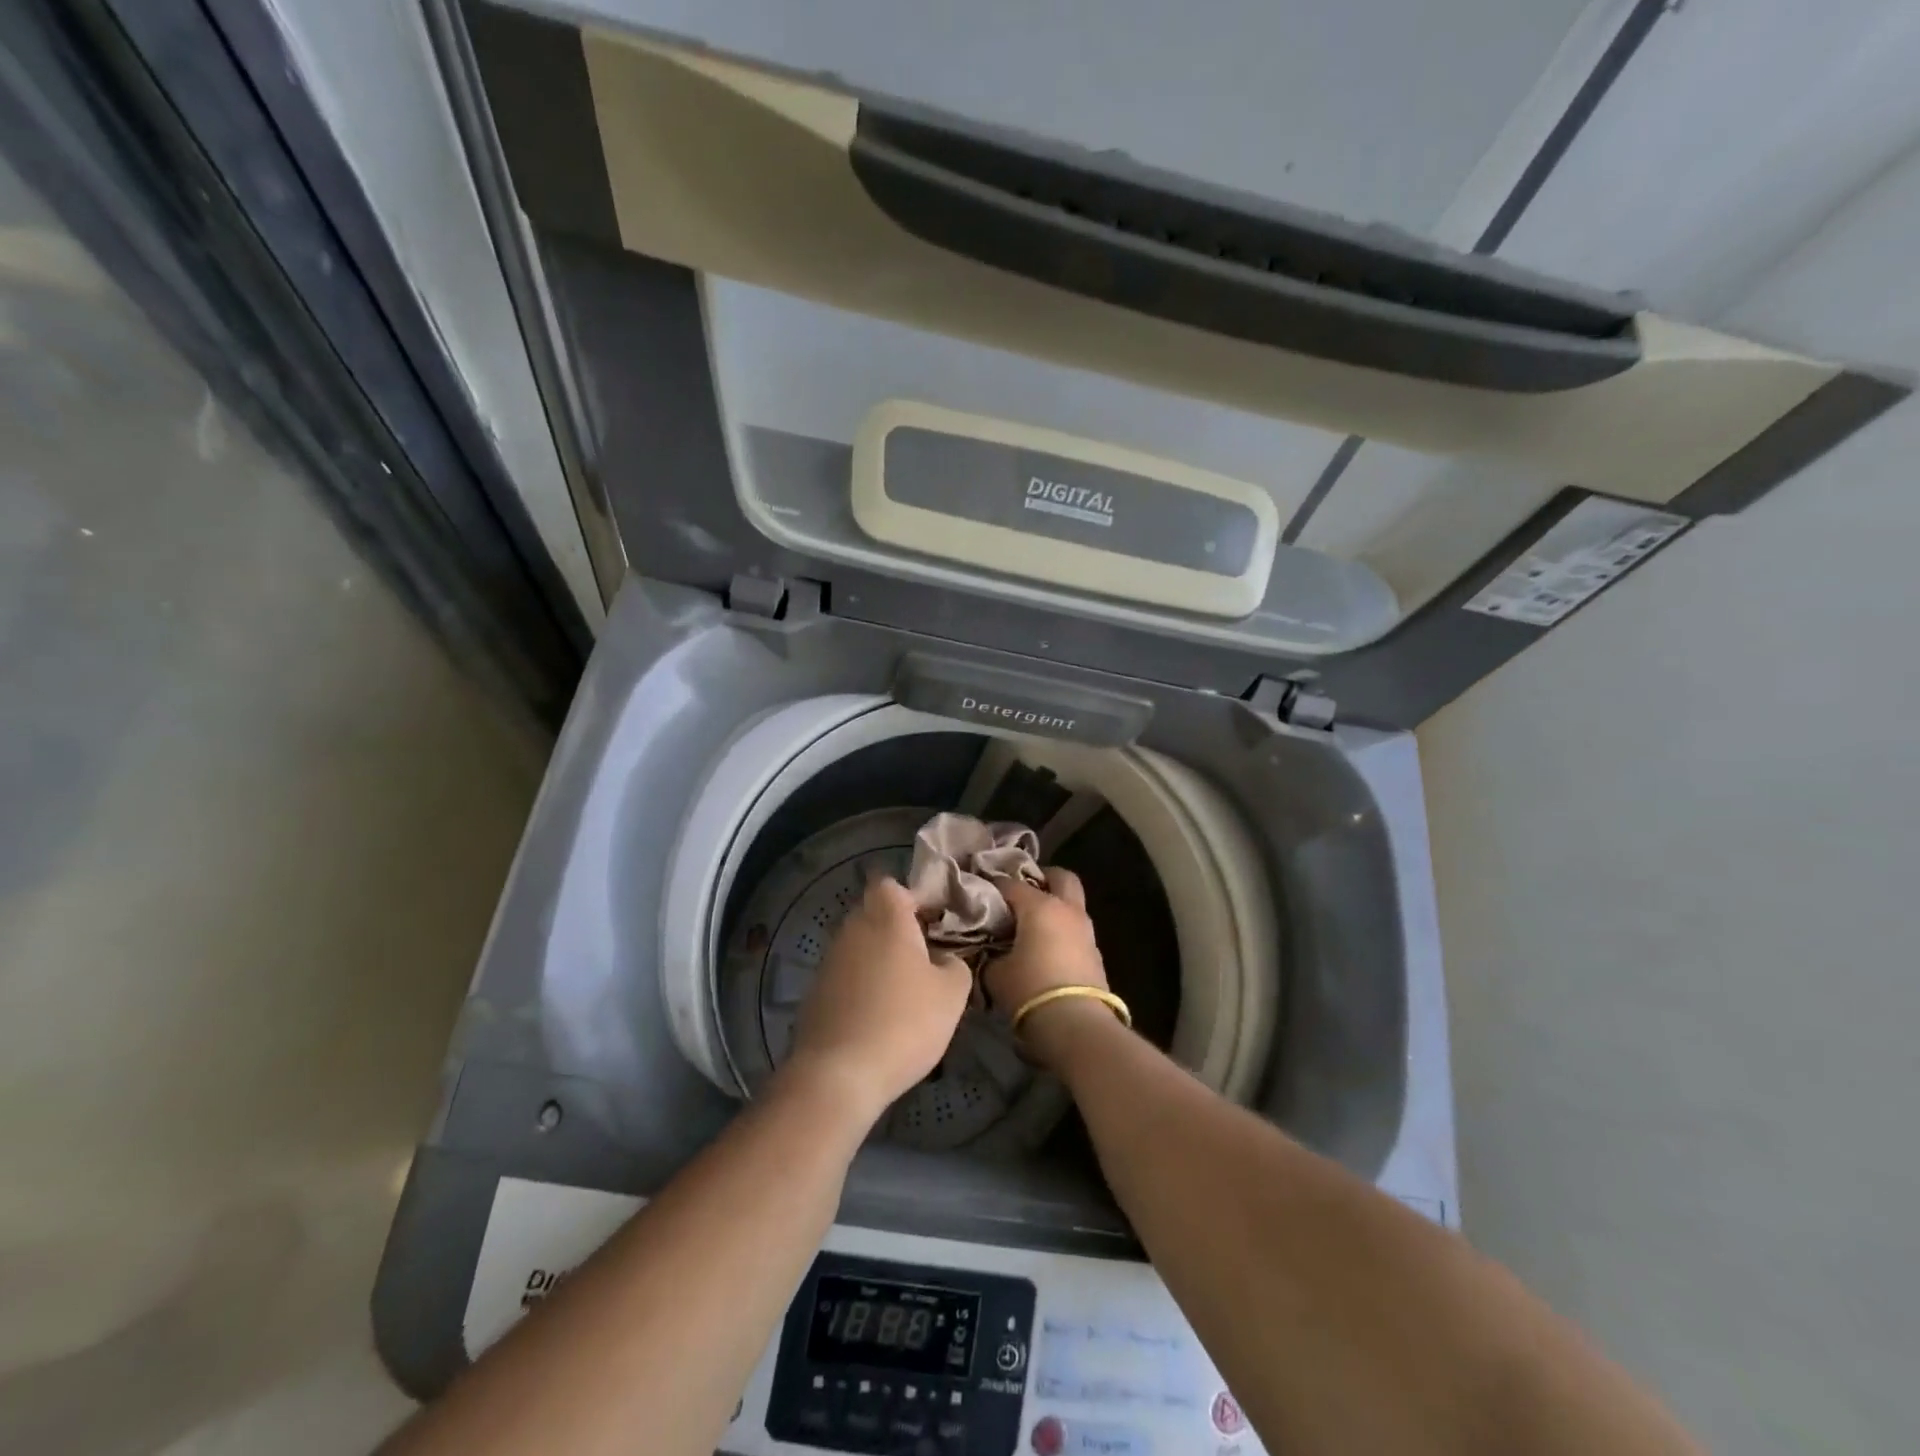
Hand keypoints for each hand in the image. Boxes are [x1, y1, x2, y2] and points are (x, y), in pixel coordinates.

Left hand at [783, 876, 972, 1126]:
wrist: (838, 1075)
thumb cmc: (904, 1022)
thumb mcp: (952, 994)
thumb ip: (955, 964)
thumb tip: (943, 959)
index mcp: (885, 918)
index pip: (891, 884)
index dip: (912, 897)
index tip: (933, 920)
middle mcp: (852, 930)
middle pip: (873, 913)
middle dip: (897, 928)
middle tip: (925, 956)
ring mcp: (828, 961)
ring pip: (858, 945)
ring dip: (878, 959)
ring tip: (904, 991)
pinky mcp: (815, 993)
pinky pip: (845, 976)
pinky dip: (861, 986)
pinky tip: (878, 1016)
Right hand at [989, 869, 1125, 1072]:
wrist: (1076, 1024)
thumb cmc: (1029, 989)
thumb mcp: (996, 973)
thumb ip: (990, 955)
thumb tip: (989, 951)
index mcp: (1040, 906)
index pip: (1011, 884)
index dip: (993, 886)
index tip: (980, 893)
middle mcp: (1067, 910)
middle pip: (1060, 877)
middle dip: (1042, 878)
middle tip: (1022, 892)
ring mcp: (1086, 931)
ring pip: (1072, 904)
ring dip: (1055, 907)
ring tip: (1032, 924)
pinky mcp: (1096, 954)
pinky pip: (1076, 930)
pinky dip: (1062, 931)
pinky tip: (1046, 948)